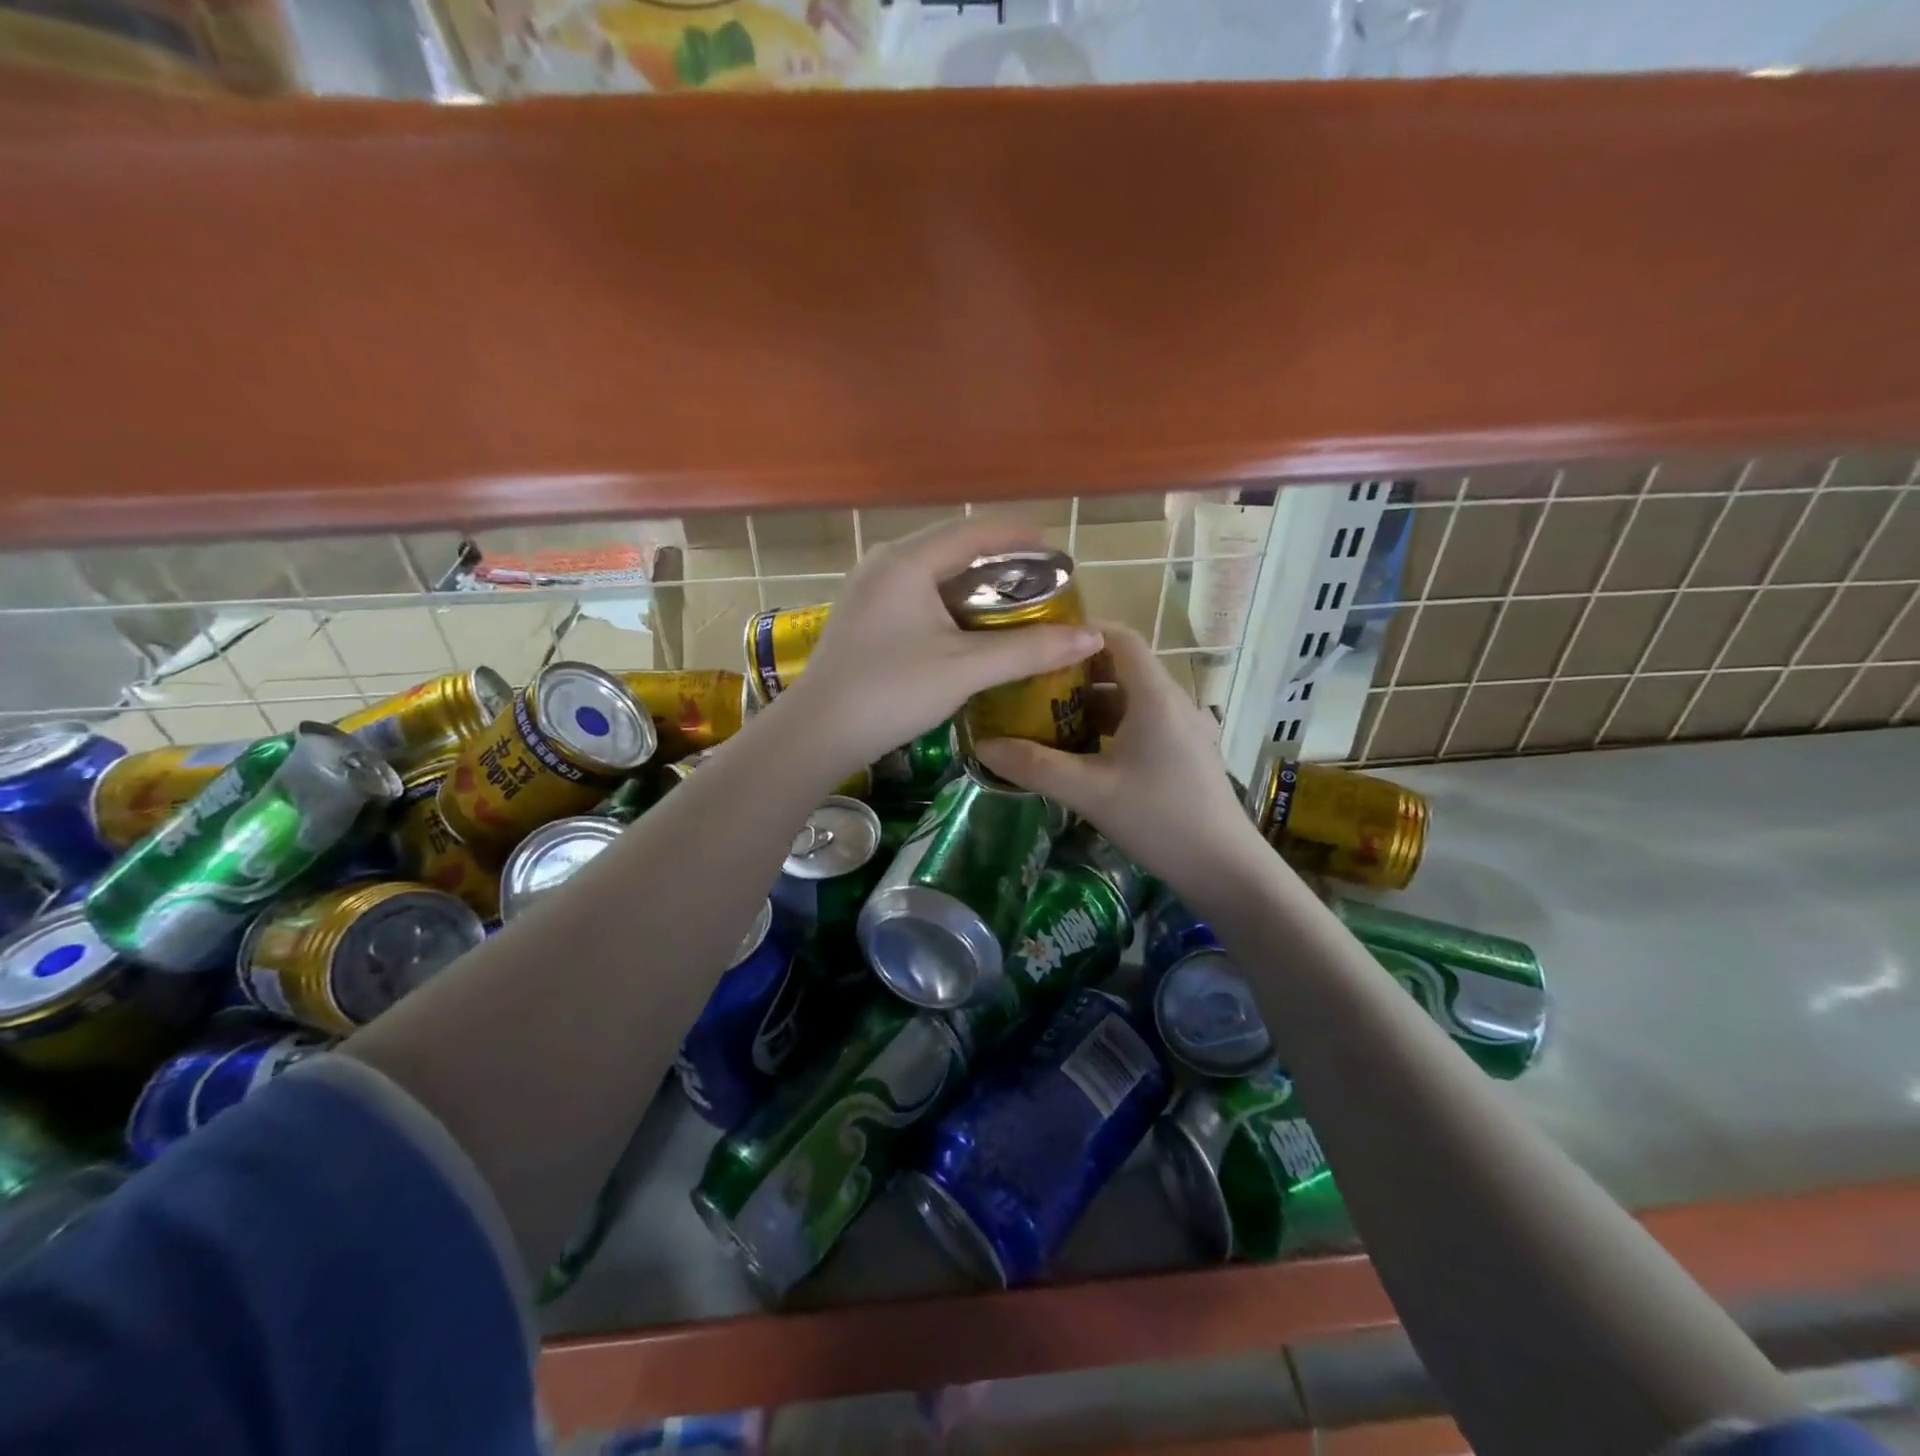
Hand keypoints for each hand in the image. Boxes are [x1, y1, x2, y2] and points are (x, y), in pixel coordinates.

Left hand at [783, 517, 1104, 775]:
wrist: (817, 733)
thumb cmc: (891, 692)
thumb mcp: (966, 669)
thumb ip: (1029, 649)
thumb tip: (1092, 637)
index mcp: (908, 561)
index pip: (977, 531)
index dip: (1023, 539)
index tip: (1060, 556)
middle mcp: (885, 563)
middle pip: (955, 549)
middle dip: (1002, 565)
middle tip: (1043, 588)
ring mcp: (869, 589)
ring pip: (935, 574)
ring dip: (976, 587)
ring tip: (1015, 607)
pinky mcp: (864, 615)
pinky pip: (917, 595)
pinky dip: (951, 605)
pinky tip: (971, 629)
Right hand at [972, 624, 1271, 900]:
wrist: (1226, 870)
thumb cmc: (1160, 819)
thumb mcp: (1089, 792)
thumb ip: (1034, 766)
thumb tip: (982, 745)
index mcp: (1155, 696)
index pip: (1119, 637)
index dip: (1080, 632)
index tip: (1038, 643)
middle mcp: (1173, 702)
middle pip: (1121, 668)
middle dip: (1074, 674)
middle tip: (1030, 686)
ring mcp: (1183, 729)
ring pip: (1130, 700)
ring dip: (1089, 705)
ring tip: (1046, 720)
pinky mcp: (1185, 754)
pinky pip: (1141, 725)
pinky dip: (1109, 728)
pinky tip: (1082, 754)